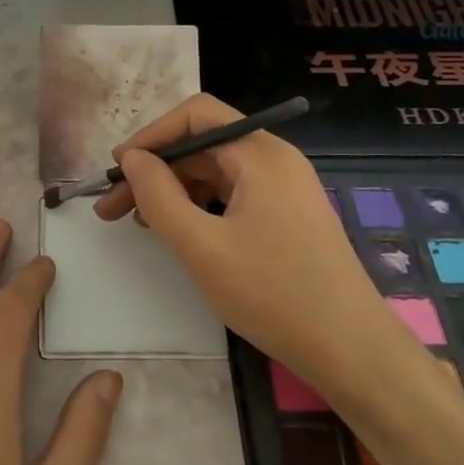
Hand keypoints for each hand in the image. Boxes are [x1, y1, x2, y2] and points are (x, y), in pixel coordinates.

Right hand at [95, 94, 390, 383]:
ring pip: (215, 171)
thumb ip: (158, 196)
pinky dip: (198, 205)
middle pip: (203, 143)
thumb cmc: (273, 294)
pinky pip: (232, 194)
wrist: (351, 349)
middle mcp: (275, 160)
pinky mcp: (287, 215)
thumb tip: (133, 158)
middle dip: (155, 169)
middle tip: (112, 206)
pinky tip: (177, 231)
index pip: (196, 115)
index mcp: (260, 154)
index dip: (151, 135)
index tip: (117, 169)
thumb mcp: (201, 246)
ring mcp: (284, 188)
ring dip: (173, 189)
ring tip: (138, 222)